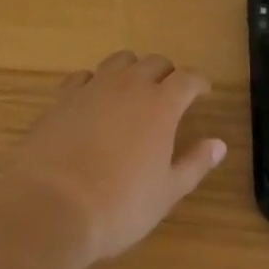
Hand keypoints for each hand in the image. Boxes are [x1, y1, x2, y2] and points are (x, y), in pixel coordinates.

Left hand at [0, 51, 226, 264]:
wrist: (49, 208)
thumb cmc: (117, 207)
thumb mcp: (165, 193)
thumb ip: (194, 164)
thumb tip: (219, 144)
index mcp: (161, 104)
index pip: (188, 79)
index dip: (198, 83)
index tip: (203, 92)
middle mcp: (130, 85)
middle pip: (155, 62)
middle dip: (167, 73)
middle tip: (169, 93)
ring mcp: (94, 87)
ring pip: (121, 60)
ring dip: (132, 70)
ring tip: (133, 90)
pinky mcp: (63, 98)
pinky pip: (85, 76)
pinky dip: (95, 82)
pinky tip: (93, 100)